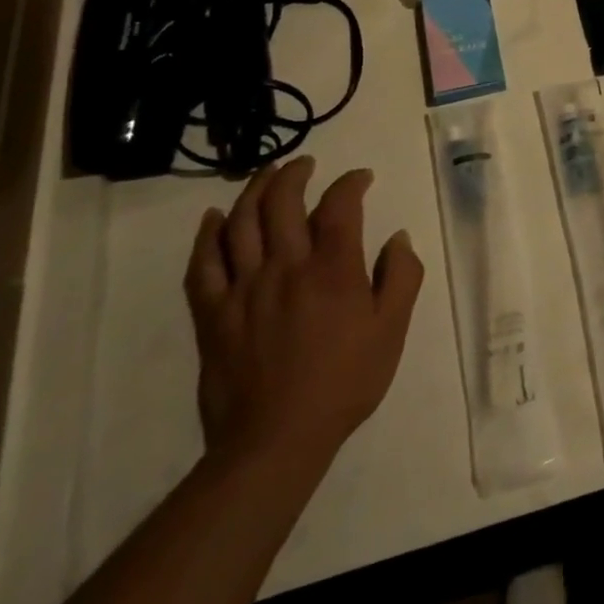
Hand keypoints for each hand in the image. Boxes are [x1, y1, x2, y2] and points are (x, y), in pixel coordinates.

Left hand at [184, 156, 423, 467]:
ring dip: (253, 191)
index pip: (340, 205)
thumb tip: (397, 238)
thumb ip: (401, 277)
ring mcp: (243, 288)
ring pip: (240, 223)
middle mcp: (285, 266)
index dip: (351, 182)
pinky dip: (206, 235)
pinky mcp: (212, 314)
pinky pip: (202, 265)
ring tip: (266, 175)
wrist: (276, 440)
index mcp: (332, 269)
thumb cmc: (344, 382)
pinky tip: (213, 218)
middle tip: (305, 164)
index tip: (361, 178)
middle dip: (294, 174)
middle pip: (281, 202)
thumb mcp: (392, 330)